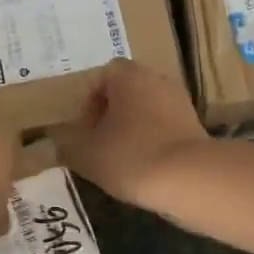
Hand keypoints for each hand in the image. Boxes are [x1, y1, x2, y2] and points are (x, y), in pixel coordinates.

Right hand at [56, 59, 209, 209]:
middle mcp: (157, 80)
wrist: (189, 178)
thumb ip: (67, 148)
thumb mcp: (86, 156)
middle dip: (112, 114)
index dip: (90, 100)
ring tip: (122, 158)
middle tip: (100, 143)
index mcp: (129, 77)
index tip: (85, 129)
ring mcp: (181, 101)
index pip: (104, 75)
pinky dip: (155, 139)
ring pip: (149, 108)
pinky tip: (147, 166)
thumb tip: (57, 146)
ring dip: (134, 127)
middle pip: (128, 91)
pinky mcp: (196, 125)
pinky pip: (166, 126)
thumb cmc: (130, 156)